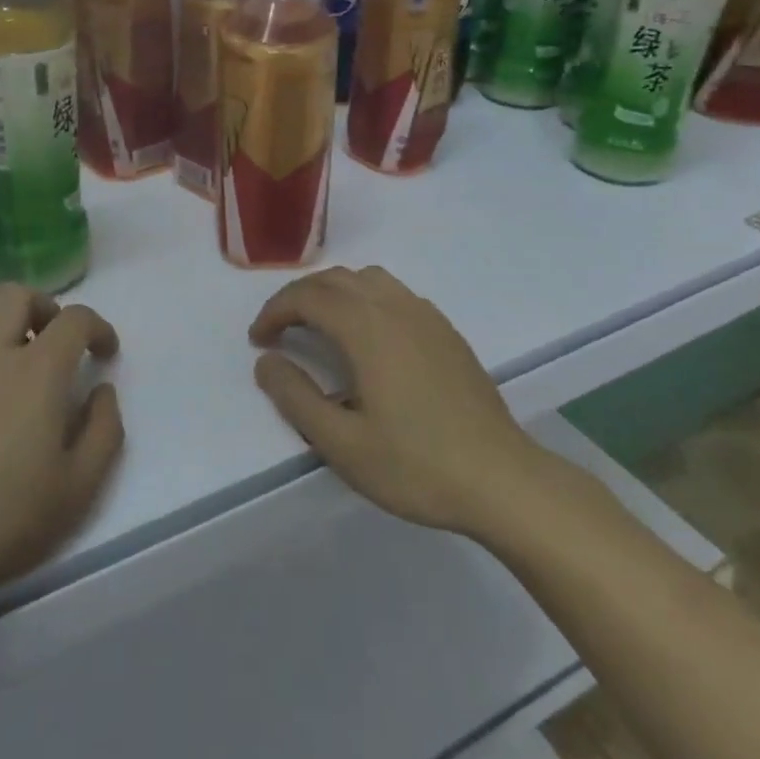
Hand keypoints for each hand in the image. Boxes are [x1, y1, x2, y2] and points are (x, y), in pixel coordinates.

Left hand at [0, 285, 123, 618]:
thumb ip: (104, 430)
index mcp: (38, 370)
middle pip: (14, 295)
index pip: (75, 319)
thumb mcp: (80, 486)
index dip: (99, 327)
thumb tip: (101, 392)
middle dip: (43, 308)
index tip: (105, 354)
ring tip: (3, 356)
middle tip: (53, 343)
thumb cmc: (6, 518)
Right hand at [249, 265, 554, 538]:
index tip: (258, 340)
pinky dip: (365, 299)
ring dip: (333, 292)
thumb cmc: (416, 465)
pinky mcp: (446, 332)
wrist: (501, 480)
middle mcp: (396, 308)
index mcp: (368, 329)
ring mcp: (427, 317)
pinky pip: (395, 294)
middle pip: (336, 279)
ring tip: (318, 327)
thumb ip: (296, 398)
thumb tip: (266, 362)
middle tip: (279, 331)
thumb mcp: (342, 444)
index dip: (275, 311)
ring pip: (368, 279)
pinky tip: (367, 339)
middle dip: (299, 297)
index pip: (308, 296)